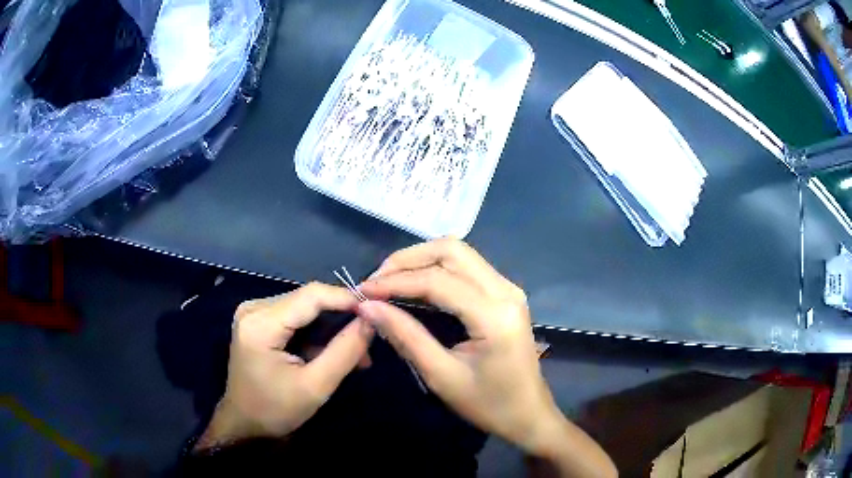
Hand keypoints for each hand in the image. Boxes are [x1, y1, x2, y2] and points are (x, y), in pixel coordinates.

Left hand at [195, 283, 373, 449]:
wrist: (245, 424)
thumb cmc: (276, 411)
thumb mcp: (316, 386)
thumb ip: (345, 350)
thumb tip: (372, 320)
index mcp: (260, 323)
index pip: (311, 295)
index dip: (347, 298)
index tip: (378, 311)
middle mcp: (254, 308)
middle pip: (308, 299)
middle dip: (341, 317)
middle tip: (369, 342)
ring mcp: (254, 312)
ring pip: (305, 307)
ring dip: (332, 327)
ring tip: (357, 354)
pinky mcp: (258, 320)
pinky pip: (296, 316)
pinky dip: (317, 332)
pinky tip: (333, 352)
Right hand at [358, 239, 615, 476]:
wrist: (529, 414)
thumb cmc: (488, 404)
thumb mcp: (442, 376)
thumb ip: (406, 336)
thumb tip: (368, 307)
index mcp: (494, 315)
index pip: (437, 281)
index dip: (395, 281)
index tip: (362, 291)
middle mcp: (506, 290)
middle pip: (451, 250)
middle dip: (408, 260)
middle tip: (376, 282)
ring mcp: (509, 289)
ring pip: (460, 253)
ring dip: (421, 260)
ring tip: (389, 281)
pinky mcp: (506, 294)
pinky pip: (468, 267)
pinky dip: (437, 268)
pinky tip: (416, 285)